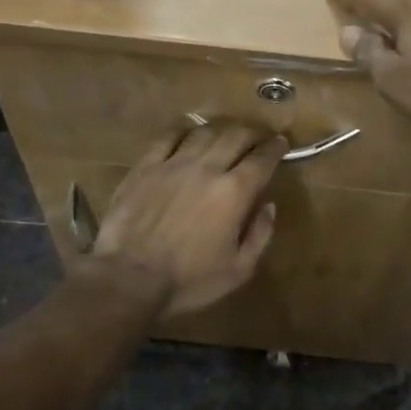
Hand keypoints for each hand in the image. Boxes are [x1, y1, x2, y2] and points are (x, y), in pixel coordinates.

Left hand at [89, 123, 285, 315]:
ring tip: (227, 132)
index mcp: (234, 192)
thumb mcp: (238, 270)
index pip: (262, 159)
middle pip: (236, 136)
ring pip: (204, 132)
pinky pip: (168, 137)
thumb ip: (260, 235)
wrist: (129, 278)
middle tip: (260, 135)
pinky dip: (184, 129)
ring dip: (222, 128)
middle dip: (253, 132)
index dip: (275, 148)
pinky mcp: (146, 167)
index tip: (281, 143)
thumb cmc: (188, 280)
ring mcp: (173, 164)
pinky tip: (189, 131)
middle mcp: (207, 168)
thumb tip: (269, 206)